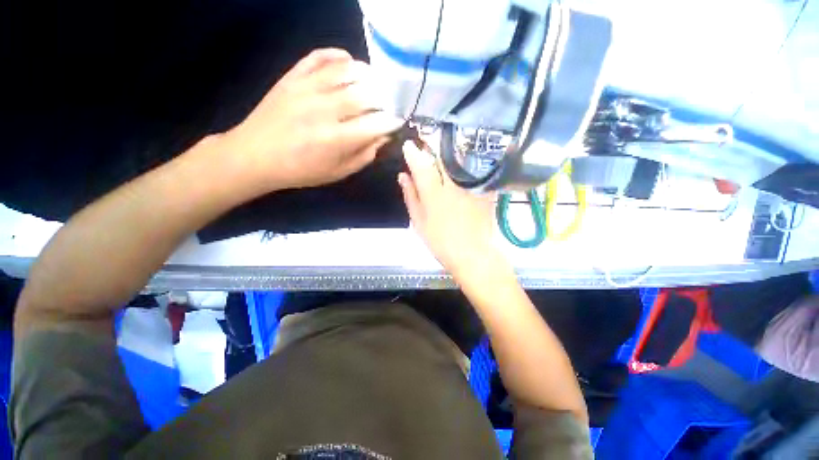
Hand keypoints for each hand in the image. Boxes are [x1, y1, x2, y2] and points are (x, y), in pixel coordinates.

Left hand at [224, 48, 402, 192]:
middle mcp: (324, 110)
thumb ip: (363, 156)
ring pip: (345, 71)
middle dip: (383, 97)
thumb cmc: (301, 170)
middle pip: (364, 94)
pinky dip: (336, 55)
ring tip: (374, 82)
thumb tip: (382, 137)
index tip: (396, 121)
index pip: (375, 124)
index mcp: (336, 139)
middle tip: (387, 103)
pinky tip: (348, 61)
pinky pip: (317, 57)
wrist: (255, 156)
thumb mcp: (337, 172)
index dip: (391, 121)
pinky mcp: (292, 77)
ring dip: (366, 74)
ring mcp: (306, 89)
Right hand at [398, 138, 501, 274]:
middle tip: (426, 144)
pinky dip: (465, 164)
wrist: (472, 253)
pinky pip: (473, 169)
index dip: (413, 153)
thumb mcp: (419, 221)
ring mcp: (469, 186)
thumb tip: (403, 176)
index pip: (421, 165)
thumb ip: (411, 196)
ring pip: (458, 159)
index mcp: (433, 193)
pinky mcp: (483, 189)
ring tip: (441, 151)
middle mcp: (452, 185)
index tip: (408, 145)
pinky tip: (461, 165)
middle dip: (432, 146)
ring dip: (448, 152)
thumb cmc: (440, 241)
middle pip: (442, 157)